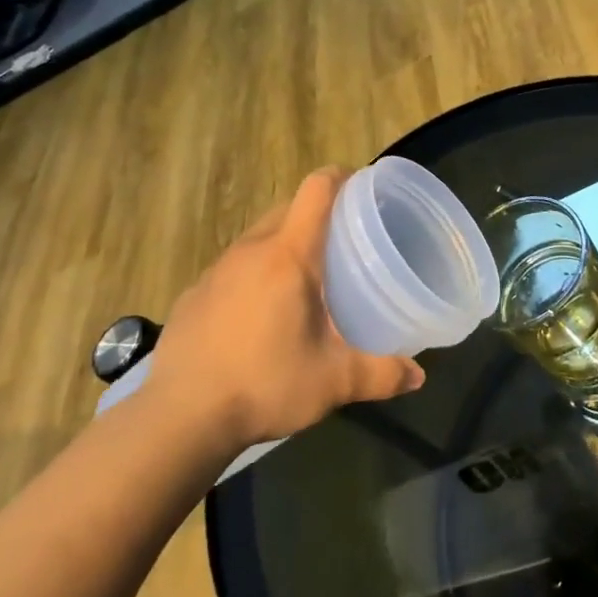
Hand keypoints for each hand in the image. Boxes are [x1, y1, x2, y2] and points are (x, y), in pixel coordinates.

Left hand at [143, 169, 423, 448]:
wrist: (179, 418)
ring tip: (305, 277)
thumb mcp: (333, 382)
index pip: (316, 190)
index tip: (361, 187)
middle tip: (344, 241)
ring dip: (282, 243)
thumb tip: (418, 376)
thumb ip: (381, 374)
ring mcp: (215, 271)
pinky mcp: (192, 295)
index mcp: (288, 256)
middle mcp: (250, 251)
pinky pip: (232, 268)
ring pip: (257, 237)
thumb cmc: (265, 384)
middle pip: (287, 208)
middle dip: (316, 213)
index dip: (340, 177)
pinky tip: (260, 313)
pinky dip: (253, 274)